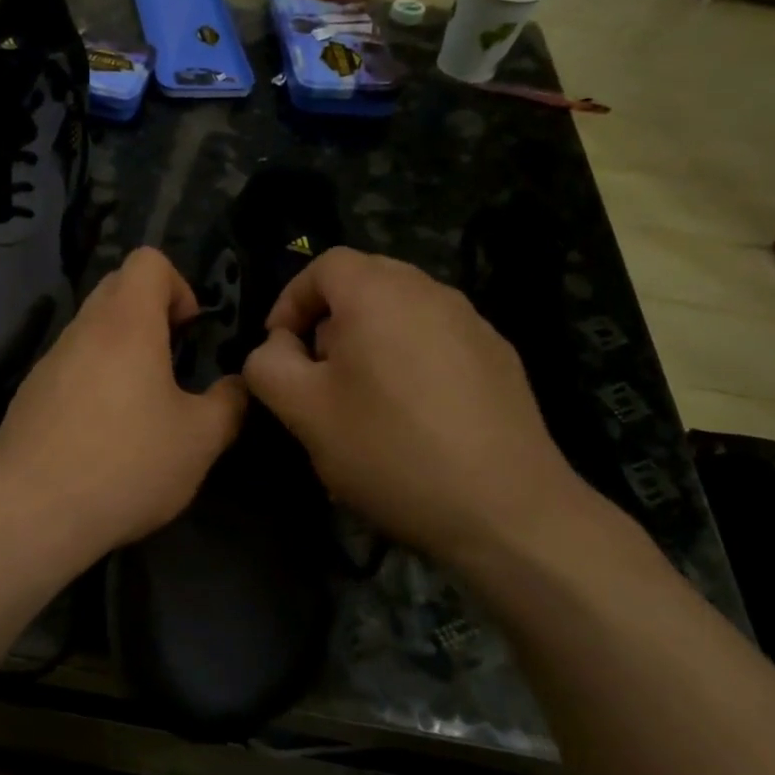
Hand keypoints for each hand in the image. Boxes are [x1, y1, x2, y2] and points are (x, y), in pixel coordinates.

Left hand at [0, 248, 246, 558]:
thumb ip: (229, 404)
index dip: (178, 285)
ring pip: (90, 330)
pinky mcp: (28, 396)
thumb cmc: (127, 464)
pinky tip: (101, 434)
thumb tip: (238, 386)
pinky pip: (68, 367)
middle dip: (151, 313)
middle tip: (171, 363)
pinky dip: (92, 380)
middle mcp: (82, 330)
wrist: (33, 512)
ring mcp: (47, 362)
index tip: (189, 332)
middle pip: (116, 288)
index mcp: (126, 323)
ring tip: (140, 405)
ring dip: (120, 350)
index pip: (148, 261)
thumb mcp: (200, 440)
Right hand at [241, 248, 588, 565]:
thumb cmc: (390, 451)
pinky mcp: (500, 356)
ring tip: (362, 398)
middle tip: (317, 374)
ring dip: (369, 340)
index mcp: (379, 292)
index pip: (323, 265)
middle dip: (328, 321)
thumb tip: (277, 347)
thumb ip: (268, 365)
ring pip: (402, 311)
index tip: (280, 351)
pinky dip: (409, 359)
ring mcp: (473, 322)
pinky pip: (436, 339)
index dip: (290, 301)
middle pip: (364, 282)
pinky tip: (413, 415)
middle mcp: (430, 291)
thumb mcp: (303, 412)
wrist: (506, 509)